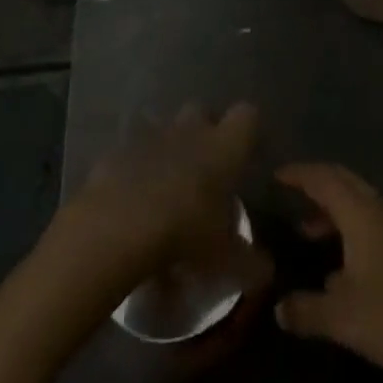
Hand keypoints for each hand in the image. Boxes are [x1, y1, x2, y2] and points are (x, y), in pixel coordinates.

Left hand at [63, 104, 263, 286]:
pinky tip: (131, 198)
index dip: (246, 130)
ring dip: (167, 146)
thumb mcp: (224, 258)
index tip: (244, 153)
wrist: (115, 229)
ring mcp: (149, 138)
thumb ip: (249, 262)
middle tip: (204, 166)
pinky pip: (130, 151)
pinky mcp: (115, 152)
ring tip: (165, 182)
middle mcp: (189, 131)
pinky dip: (133, 167)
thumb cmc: (183, 233)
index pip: (247, 115)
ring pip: (163, 126)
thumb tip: (267, 271)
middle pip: (202, 110)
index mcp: (223, 147)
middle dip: (203, 130)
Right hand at [272, 163, 382, 382]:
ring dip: (332, 211)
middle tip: (289, 192)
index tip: (275, 175)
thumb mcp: (342, 318)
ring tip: (305, 231)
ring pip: (359, 205)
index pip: (325, 179)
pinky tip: (337, 268)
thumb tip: (279, 308)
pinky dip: (348, 231)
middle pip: (345, 183)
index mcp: (363, 214)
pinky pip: (370, 226)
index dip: (299, 174)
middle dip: (316, 183)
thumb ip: (306, 309)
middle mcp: (381, 212)